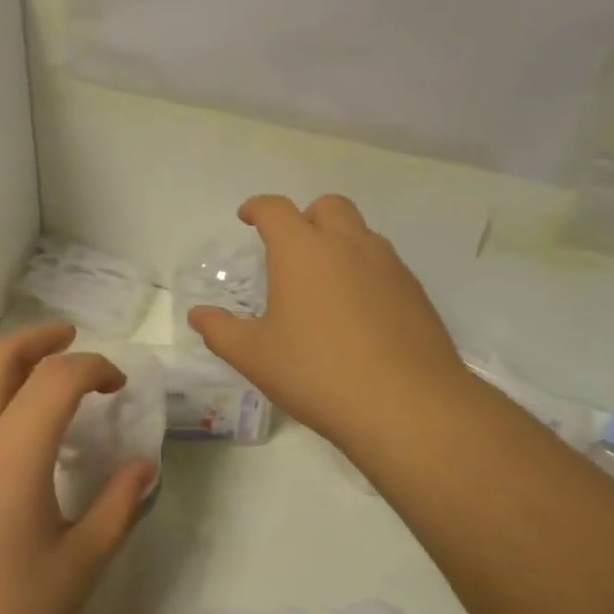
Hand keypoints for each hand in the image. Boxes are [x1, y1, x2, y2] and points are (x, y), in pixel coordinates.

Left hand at [0, 324, 158, 613]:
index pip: (57, 376)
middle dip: (38, 338)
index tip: (117, 384)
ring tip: (46, 396)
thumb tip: (142, 467)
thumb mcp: (77, 567)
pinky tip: (8, 455)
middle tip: (70, 338)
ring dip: (10, 373)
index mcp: (11, 450)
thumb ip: (117, 507)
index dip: (94, 367)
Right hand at [190, 194, 469, 447]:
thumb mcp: (256, 356)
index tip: (247, 218)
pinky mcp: (416, 291)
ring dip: (339, 241)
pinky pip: (385, 263)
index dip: (257, 208)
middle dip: (305, 217)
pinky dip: (365, 270)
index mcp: (302, 250)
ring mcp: (388, 265)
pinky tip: (359, 312)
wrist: (409, 407)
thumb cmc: (319, 373)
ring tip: (324, 283)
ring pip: (361, 232)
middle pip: (327, 206)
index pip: (276, 209)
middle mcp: (348, 245)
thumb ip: (221, 331)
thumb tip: (198, 316)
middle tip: (291, 250)